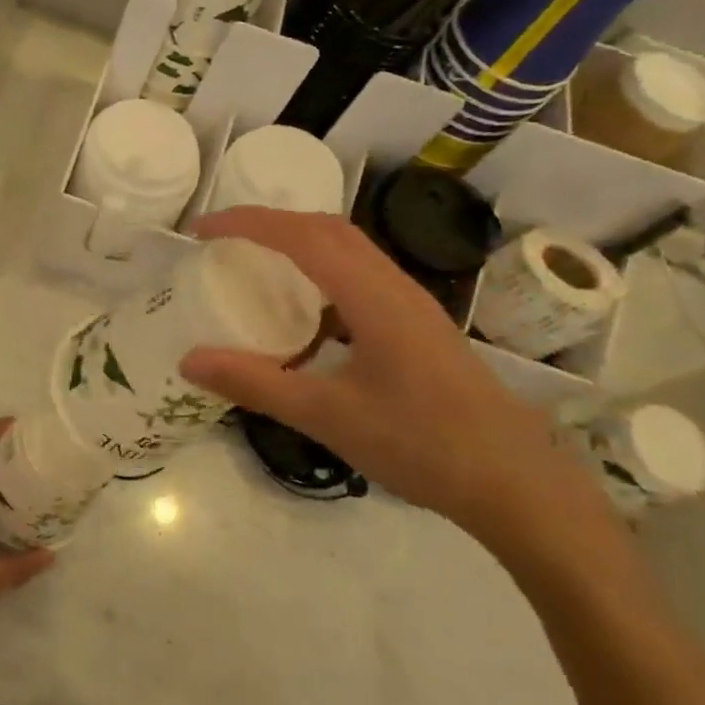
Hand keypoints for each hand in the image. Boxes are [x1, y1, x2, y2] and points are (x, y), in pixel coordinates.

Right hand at [179, 208, 603, 546]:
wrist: (515, 482)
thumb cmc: (421, 443)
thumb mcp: (327, 416)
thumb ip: (255, 384)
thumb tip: (188, 360)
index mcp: (373, 297)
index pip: (302, 236)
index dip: (248, 223)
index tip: (202, 230)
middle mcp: (394, 286)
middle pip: (328, 230)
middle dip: (271, 223)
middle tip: (224, 241)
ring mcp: (411, 306)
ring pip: (348, 251)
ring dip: (298, 244)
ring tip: (255, 265)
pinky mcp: (417, 328)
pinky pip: (359, 280)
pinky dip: (320, 276)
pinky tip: (304, 317)